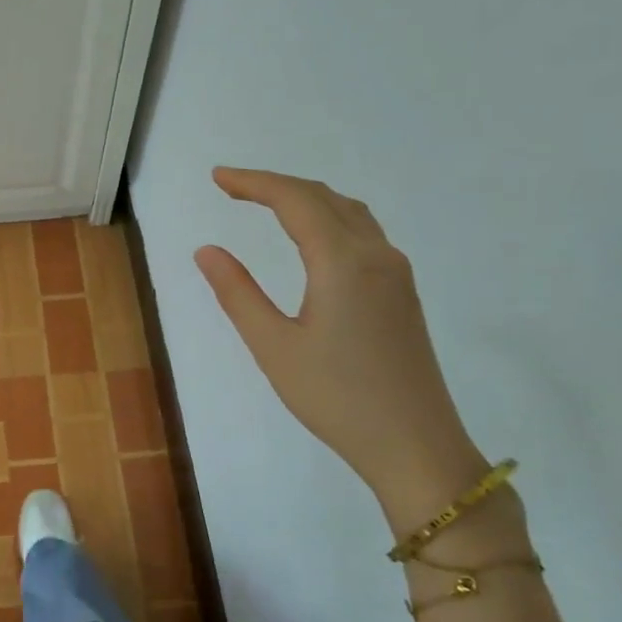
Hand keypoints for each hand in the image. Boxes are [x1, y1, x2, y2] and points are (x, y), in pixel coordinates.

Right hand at [194, 168, 486, 524]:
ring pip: (349, 212)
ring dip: (306, 198)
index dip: (254, 182)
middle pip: (324, 198)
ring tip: (266, 203)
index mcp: (342, 263)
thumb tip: (207, 250)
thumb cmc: (336, 398)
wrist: (415, 444)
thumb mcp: (273, 347)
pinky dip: (328, 218)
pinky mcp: (401, 293)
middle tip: (231, 187)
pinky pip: (363, 233)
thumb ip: (238, 293)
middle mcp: (376, 255)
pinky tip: (311, 237)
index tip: (217, 177)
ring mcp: (395, 273)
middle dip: (276, 185)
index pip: (295, 201)